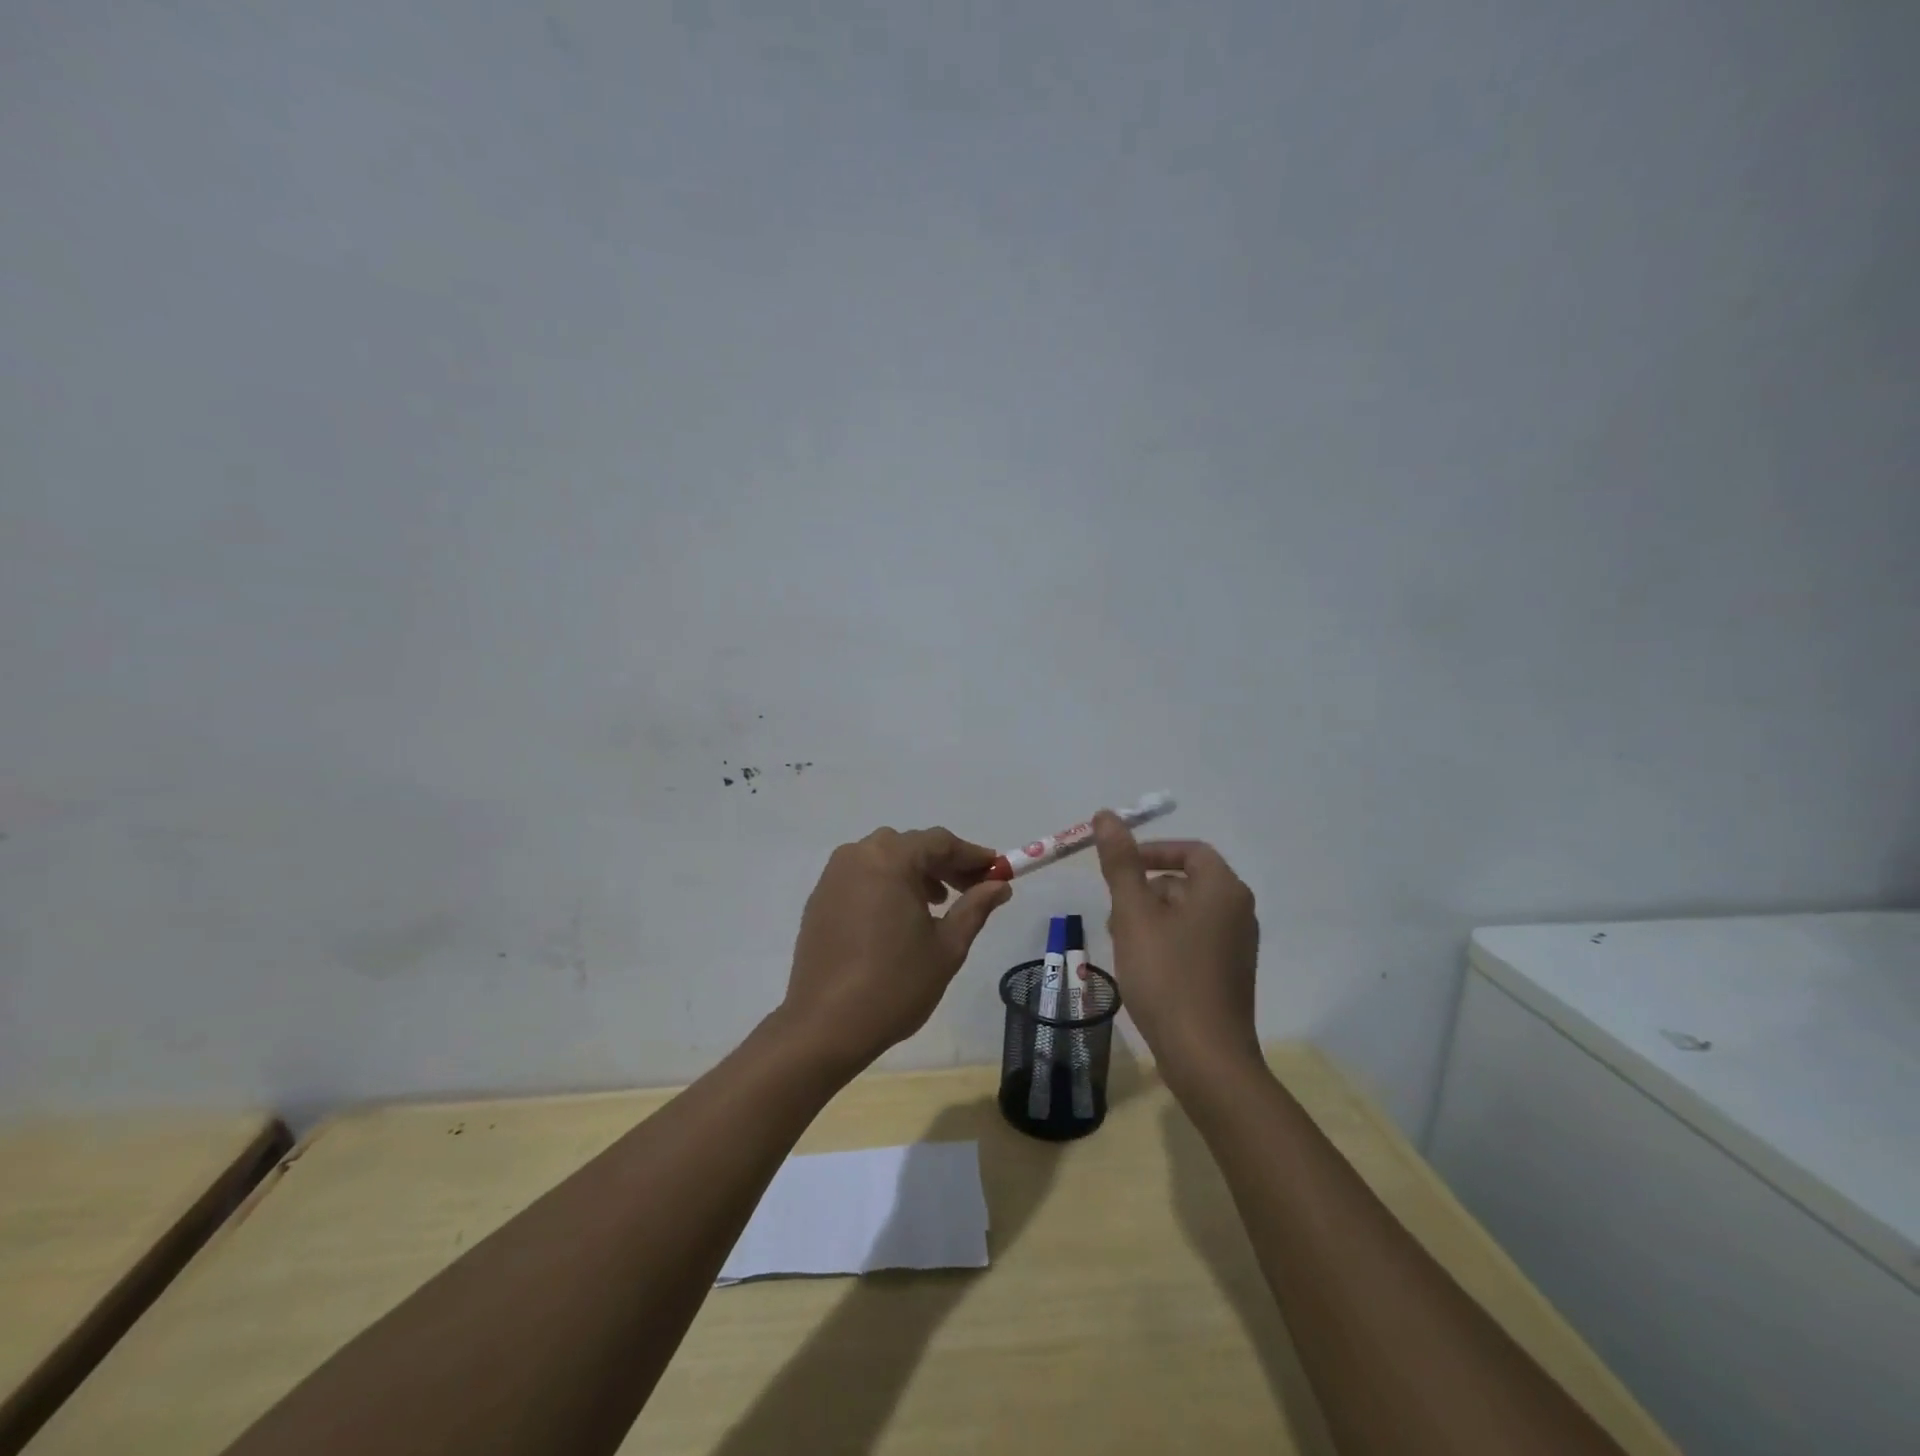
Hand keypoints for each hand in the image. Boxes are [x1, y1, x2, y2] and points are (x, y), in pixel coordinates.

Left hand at [780, 826, 1011, 1074]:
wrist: (825, 1026)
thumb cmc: (895, 984)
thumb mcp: (947, 946)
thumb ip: (975, 907)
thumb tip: (999, 885)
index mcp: (890, 859)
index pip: (940, 842)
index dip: (972, 855)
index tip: (998, 870)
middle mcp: (858, 855)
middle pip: (910, 846)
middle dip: (944, 864)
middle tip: (971, 889)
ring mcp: (833, 876)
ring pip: (883, 858)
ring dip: (914, 873)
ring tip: (936, 905)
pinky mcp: (819, 898)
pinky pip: (861, 877)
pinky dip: (886, 885)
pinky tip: (898, 916)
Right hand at [1093, 810, 1260, 1090]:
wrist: (1206, 1058)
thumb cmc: (1167, 977)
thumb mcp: (1134, 915)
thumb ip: (1121, 863)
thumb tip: (1107, 815)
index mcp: (1222, 889)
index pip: (1188, 851)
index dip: (1151, 852)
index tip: (1118, 867)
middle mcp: (1237, 911)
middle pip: (1185, 881)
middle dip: (1144, 891)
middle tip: (1114, 915)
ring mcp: (1236, 944)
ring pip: (1185, 912)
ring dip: (1150, 918)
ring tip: (1122, 945)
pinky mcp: (1229, 972)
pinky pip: (1193, 939)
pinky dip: (1165, 941)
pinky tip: (1142, 968)